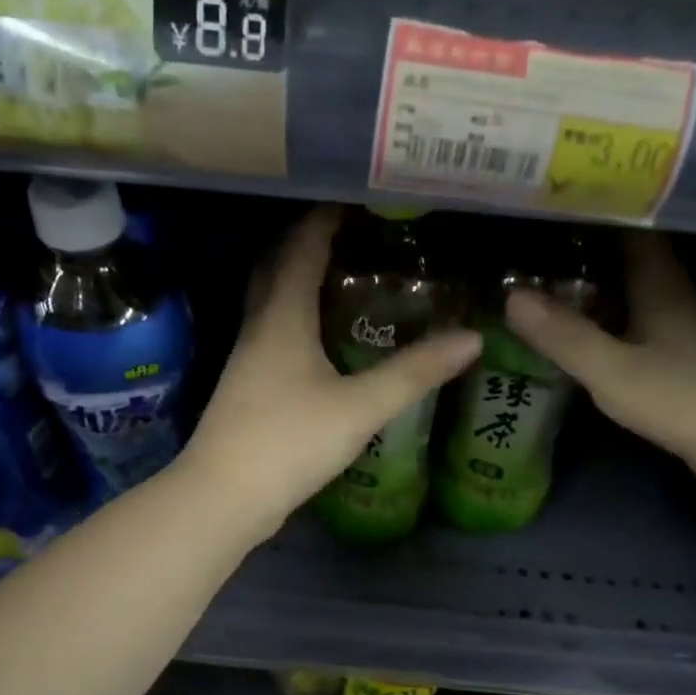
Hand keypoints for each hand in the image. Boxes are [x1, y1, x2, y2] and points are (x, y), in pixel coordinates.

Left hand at [183, 207, 480, 538]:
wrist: (223, 498)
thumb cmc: (288, 442)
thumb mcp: (360, 407)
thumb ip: (415, 372)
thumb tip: (472, 338)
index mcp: (282, 317)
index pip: (300, 248)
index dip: (324, 218)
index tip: (355, 196)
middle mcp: (259, 329)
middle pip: (277, 269)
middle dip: (309, 243)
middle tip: (352, 233)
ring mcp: (249, 361)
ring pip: (273, 304)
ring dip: (301, 282)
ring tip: (344, 276)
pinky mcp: (249, 390)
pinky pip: (275, 336)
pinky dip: (299, 320)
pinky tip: (323, 340)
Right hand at [504, 231, 695, 490]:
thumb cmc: (683, 398)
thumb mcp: (611, 371)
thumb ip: (563, 335)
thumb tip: (511, 296)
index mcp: (661, 284)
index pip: (631, 227)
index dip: (597, 210)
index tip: (555, 202)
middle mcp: (675, 295)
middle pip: (629, 258)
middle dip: (585, 250)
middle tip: (535, 245)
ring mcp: (684, 327)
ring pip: (634, 292)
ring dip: (596, 286)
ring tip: (547, 282)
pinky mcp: (685, 357)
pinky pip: (638, 322)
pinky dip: (609, 319)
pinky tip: (584, 331)